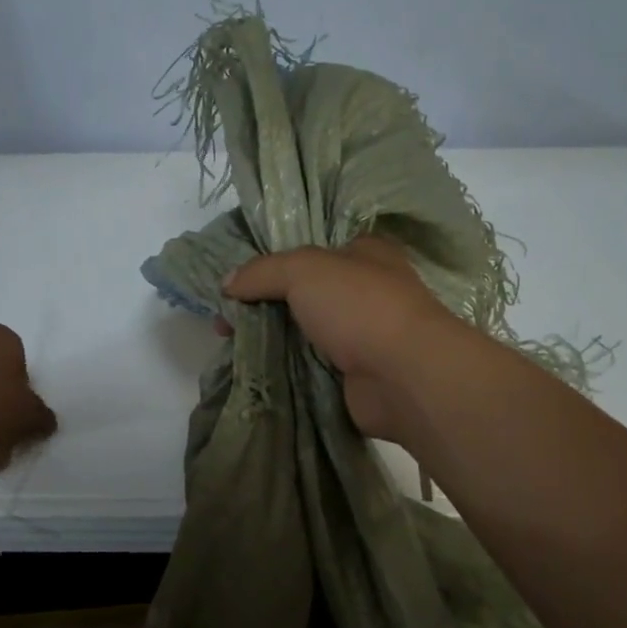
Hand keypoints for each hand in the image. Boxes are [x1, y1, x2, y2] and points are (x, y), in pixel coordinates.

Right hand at [220, 237, 465, 440]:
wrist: (404, 376)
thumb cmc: (360, 307)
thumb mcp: (304, 270)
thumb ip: (263, 271)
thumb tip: (226, 283)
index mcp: (363, 253)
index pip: (310, 251)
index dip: (270, 262)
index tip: (234, 281)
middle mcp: (365, 291)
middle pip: (301, 293)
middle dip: (260, 303)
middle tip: (222, 318)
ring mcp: (361, 335)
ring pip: (302, 331)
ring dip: (268, 337)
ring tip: (227, 342)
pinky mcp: (354, 374)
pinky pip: (308, 365)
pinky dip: (282, 366)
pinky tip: (250, 367)